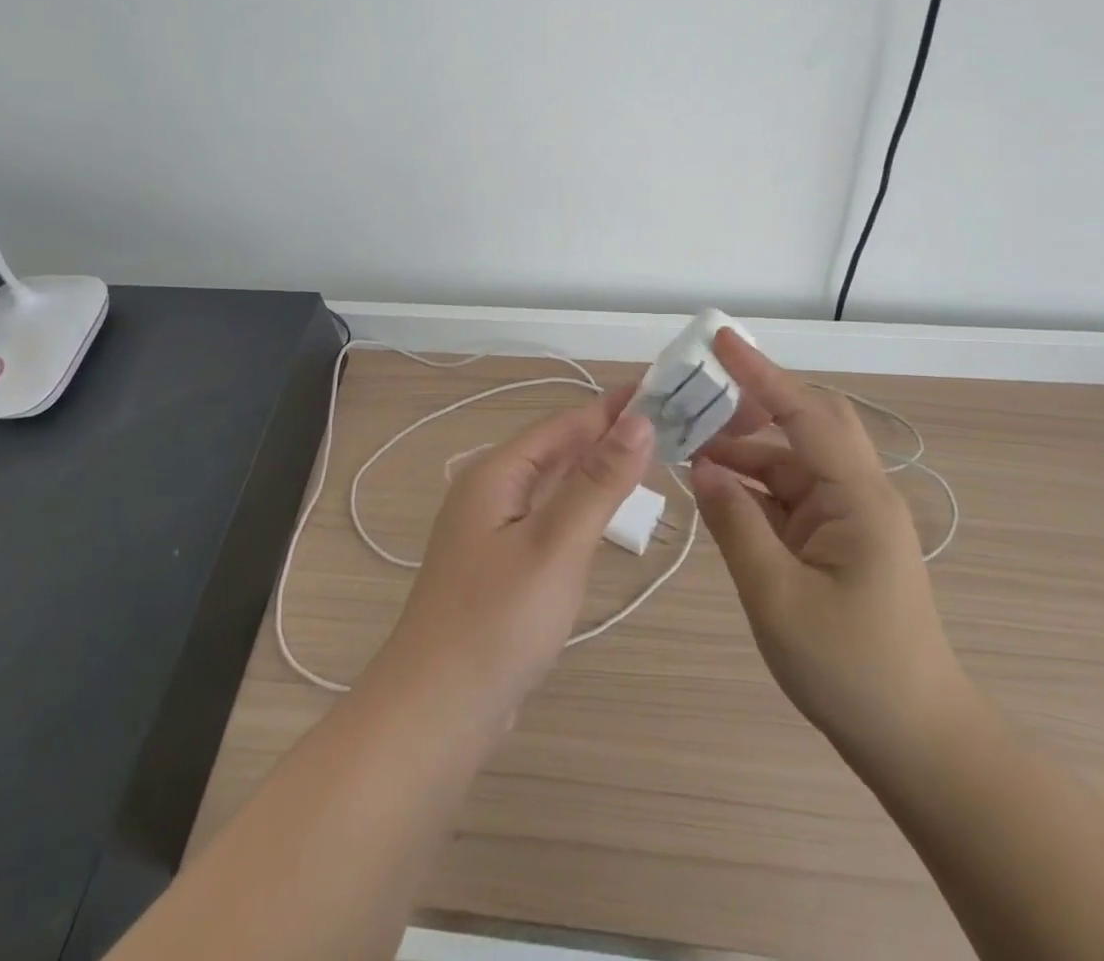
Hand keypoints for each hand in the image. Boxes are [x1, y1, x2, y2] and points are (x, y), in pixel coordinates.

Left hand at [370, 389, 655, 731]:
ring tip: (648, 458)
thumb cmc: (497, 623)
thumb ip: (598, 482)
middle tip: (669, 424)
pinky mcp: (501, 566)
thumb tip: (639, 420)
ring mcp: (492, 531)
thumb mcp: (555, 546)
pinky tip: (604, 514)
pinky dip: (582, 506)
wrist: (434, 715)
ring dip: (597, 469)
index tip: (665, 389)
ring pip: (554, 484)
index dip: (614, 406)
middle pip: (558, 449)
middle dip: (609, 434)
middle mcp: (490, 491)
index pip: (566, 423)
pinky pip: (548, 518)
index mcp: (496, 473)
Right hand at [690, 330, 970, 774]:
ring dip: (745, 449)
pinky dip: (751, 485)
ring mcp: (848, 517)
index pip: (805, 414)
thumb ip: (736, 524)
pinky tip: (715, 488)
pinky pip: (789, 495)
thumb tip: (701, 467)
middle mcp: (857, 493)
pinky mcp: (836, 539)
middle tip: (700, 392)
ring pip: (792, 460)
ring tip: (689, 442)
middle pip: (807, 423)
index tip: (720, 340)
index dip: (760, 374)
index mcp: (857, 497)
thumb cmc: (851, 670)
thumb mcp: (777, 597)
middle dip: (755, 401)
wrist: (915, 742)